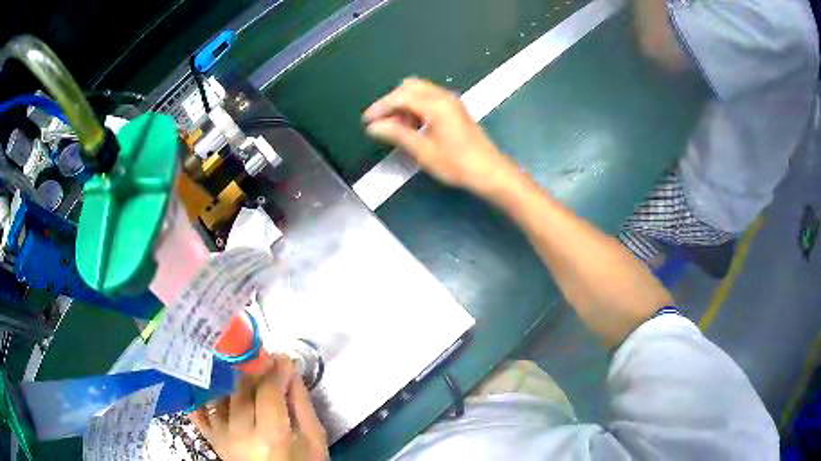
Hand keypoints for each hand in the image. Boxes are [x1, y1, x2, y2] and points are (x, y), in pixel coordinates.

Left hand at [191, 356, 327, 460]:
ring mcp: (222, 436)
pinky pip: (200, 413)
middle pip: (242, 391)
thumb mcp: (313, 441)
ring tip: (247, 371)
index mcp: (271, 437)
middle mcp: (240, 434)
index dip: (276, 372)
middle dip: (255, 370)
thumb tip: (292, 372)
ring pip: (222, 396)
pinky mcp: (213, 439)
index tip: (284, 359)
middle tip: (267, 359)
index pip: (267, 393)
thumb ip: (302, 406)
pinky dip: (204, 396)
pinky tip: (214, 383)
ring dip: (234, 379)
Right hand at [363, 78, 519, 195]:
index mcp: (436, 104)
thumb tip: (374, 126)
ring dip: (405, 105)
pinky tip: (414, 128)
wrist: (490, 172)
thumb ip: (397, 134)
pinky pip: (429, 100)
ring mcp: (451, 102)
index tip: (367, 121)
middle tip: (385, 124)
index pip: (400, 97)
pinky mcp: (455, 109)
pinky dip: (416, 109)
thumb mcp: (423, 151)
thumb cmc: (457, 164)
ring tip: (399, 130)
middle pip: (409, 87)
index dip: (381, 108)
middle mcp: (444, 97)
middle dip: (393, 103)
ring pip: (419, 92)